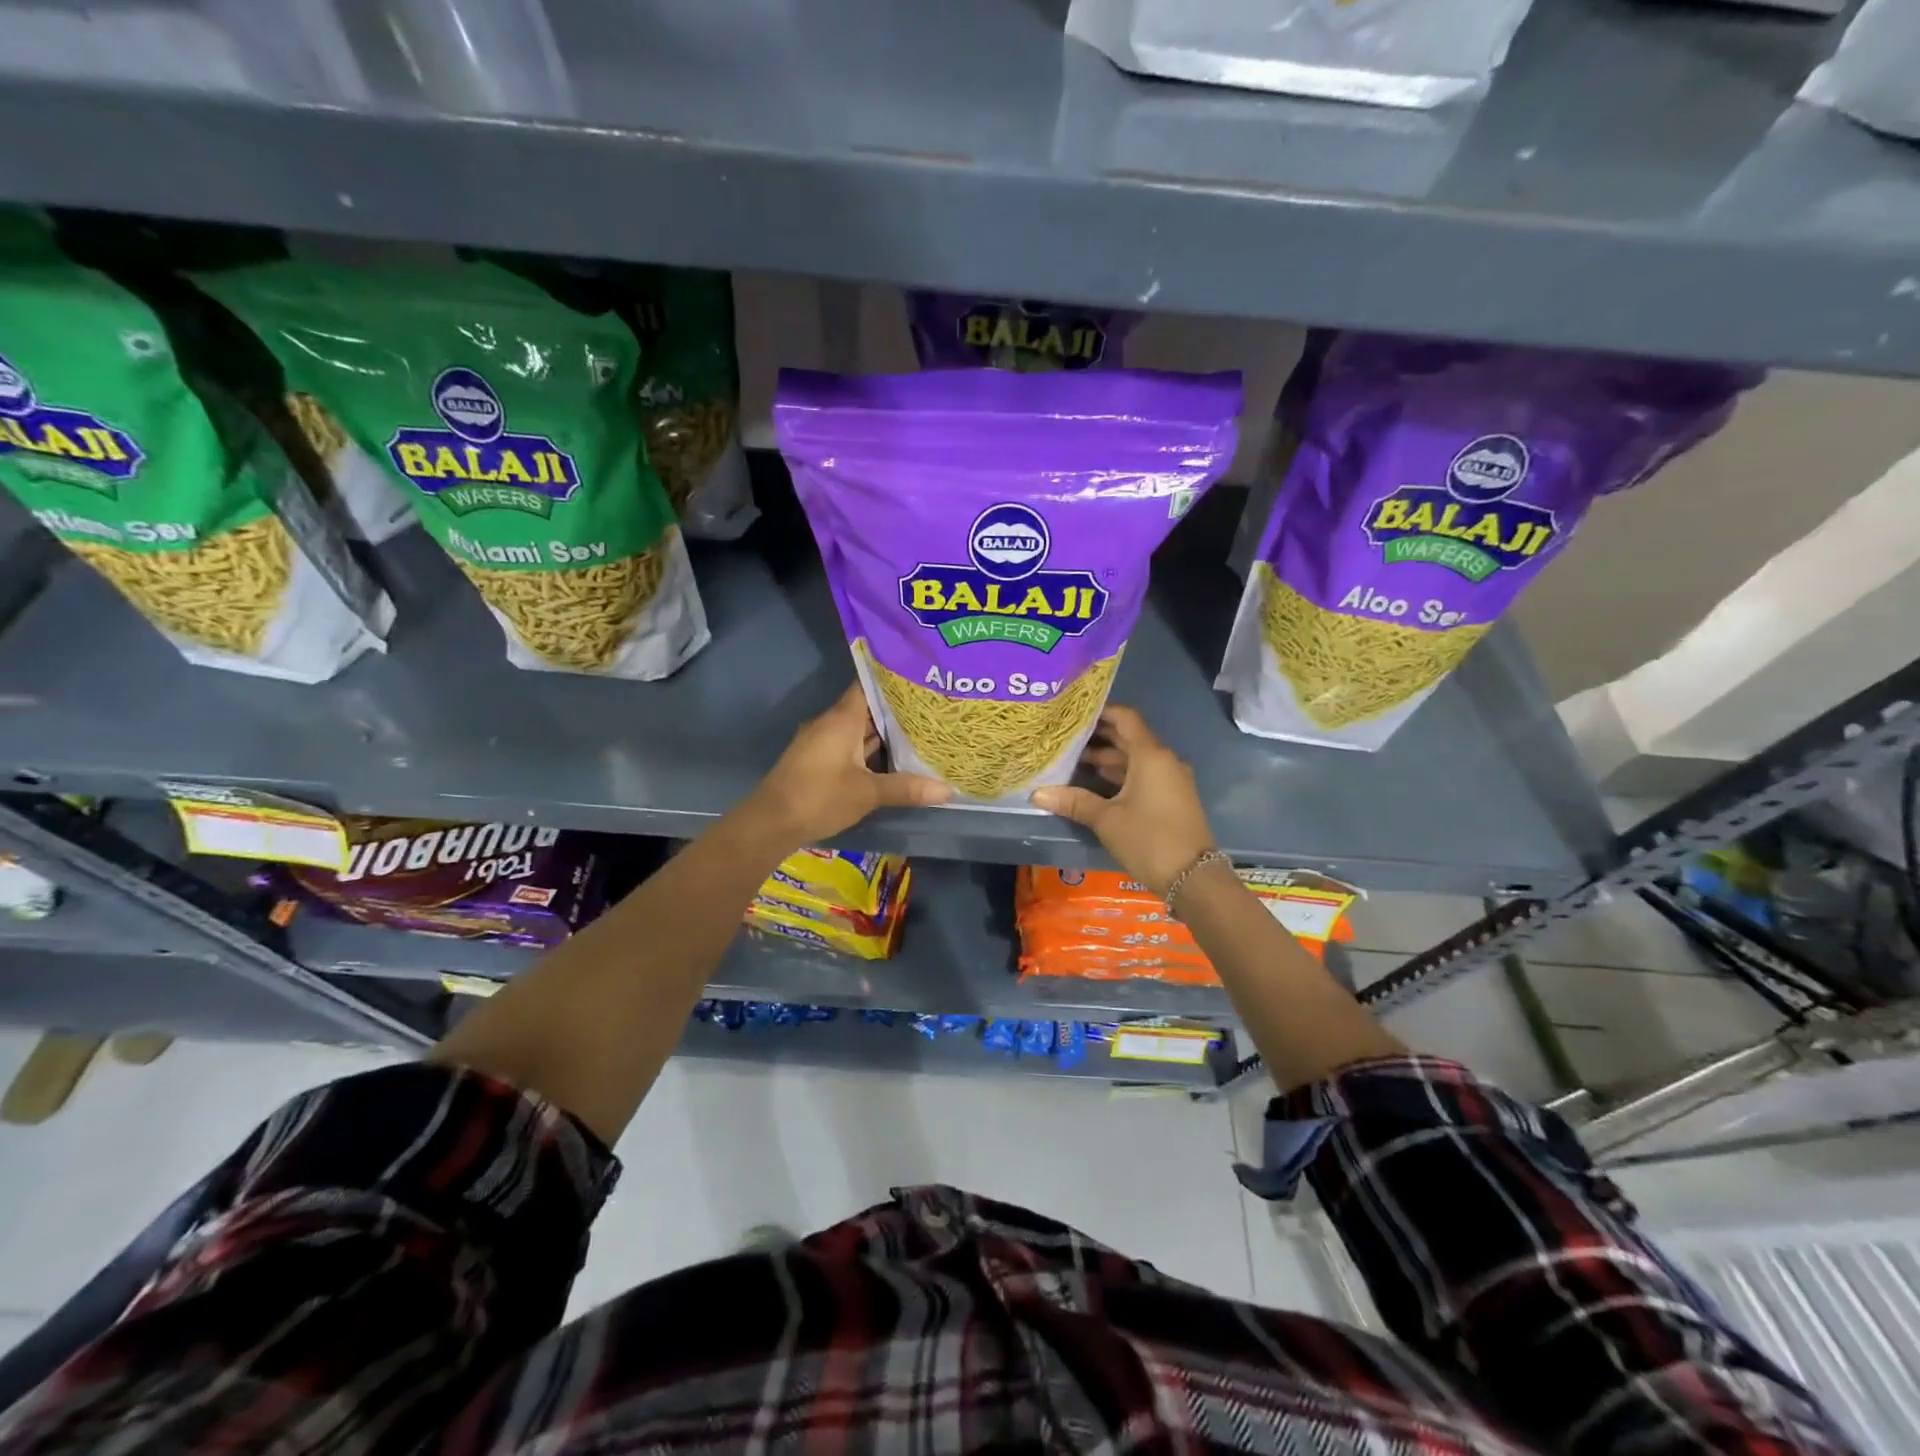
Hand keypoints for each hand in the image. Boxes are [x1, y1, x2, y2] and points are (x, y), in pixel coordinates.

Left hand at [745, 684, 949, 845]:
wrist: (770, 823)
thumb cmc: (819, 797)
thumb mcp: (867, 793)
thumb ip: (906, 788)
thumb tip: (947, 790)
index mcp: (842, 719)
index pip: (868, 685)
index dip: (893, 681)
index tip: (921, 679)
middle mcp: (830, 723)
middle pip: (867, 708)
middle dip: (896, 710)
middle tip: (931, 708)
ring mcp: (821, 742)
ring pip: (858, 730)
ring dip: (883, 733)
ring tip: (920, 732)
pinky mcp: (817, 761)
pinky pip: (849, 746)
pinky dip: (869, 750)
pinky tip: (892, 759)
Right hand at [1030, 705, 1214, 896]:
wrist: (1193, 878)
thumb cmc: (1148, 839)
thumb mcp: (1106, 819)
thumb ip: (1074, 801)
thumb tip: (1037, 794)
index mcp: (1150, 755)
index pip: (1125, 718)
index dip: (1101, 712)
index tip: (1075, 712)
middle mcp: (1164, 760)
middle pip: (1130, 737)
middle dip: (1099, 736)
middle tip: (1067, 736)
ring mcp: (1171, 779)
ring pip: (1136, 758)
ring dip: (1108, 758)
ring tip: (1074, 760)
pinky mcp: (1172, 797)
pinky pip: (1144, 774)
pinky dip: (1121, 774)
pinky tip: (1097, 781)